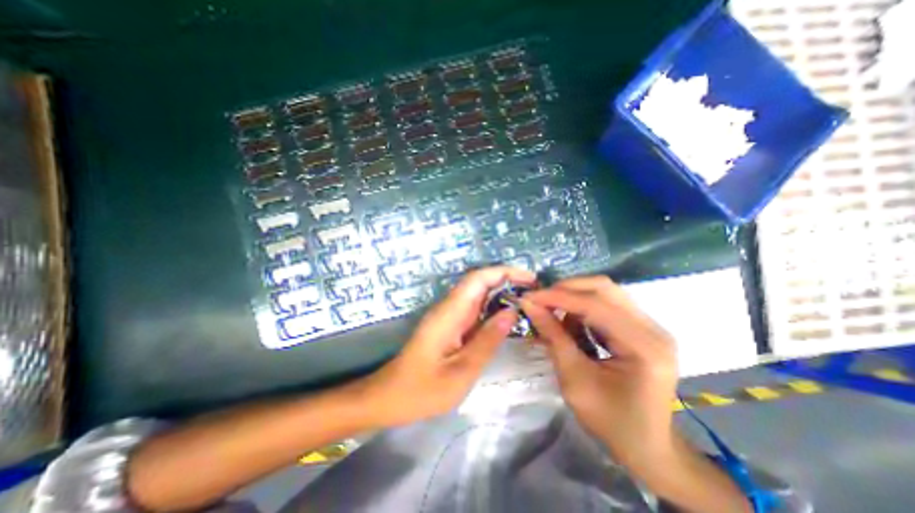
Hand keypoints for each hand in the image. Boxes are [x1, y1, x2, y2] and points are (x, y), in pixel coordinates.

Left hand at [365, 266, 537, 426]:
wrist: (390, 397)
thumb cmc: (423, 390)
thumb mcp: (461, 370)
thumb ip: (487, 339)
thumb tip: (512, 311)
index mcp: (450, 313)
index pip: (478, 279)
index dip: (504, 272)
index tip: (530, 278)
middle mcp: (449, 307)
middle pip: (479, 282)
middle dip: (507, 279)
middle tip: (534, 291)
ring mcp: (448, 315)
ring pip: (477, 293)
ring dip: (501, 292)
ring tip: (527, 301)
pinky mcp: (449, 324)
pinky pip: (474, 308)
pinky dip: (492, 306)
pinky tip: (506, 317)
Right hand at [518, 277, 673, 469]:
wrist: (648, 447)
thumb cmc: (611, 421)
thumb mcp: (574, 380)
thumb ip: (553, 337)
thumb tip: (530, 305)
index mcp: (644, 347)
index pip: (596, 305)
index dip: (558, 297)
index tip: (529, 297)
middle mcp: (653, 329)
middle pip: (604, 288)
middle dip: (566, 290)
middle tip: (540, 301)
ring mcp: (650, 326)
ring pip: (605, 292)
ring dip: (574, 297)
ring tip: (552, 313)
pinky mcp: (642, 328)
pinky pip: (607, 304)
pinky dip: (583, 308)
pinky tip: (571, 324)